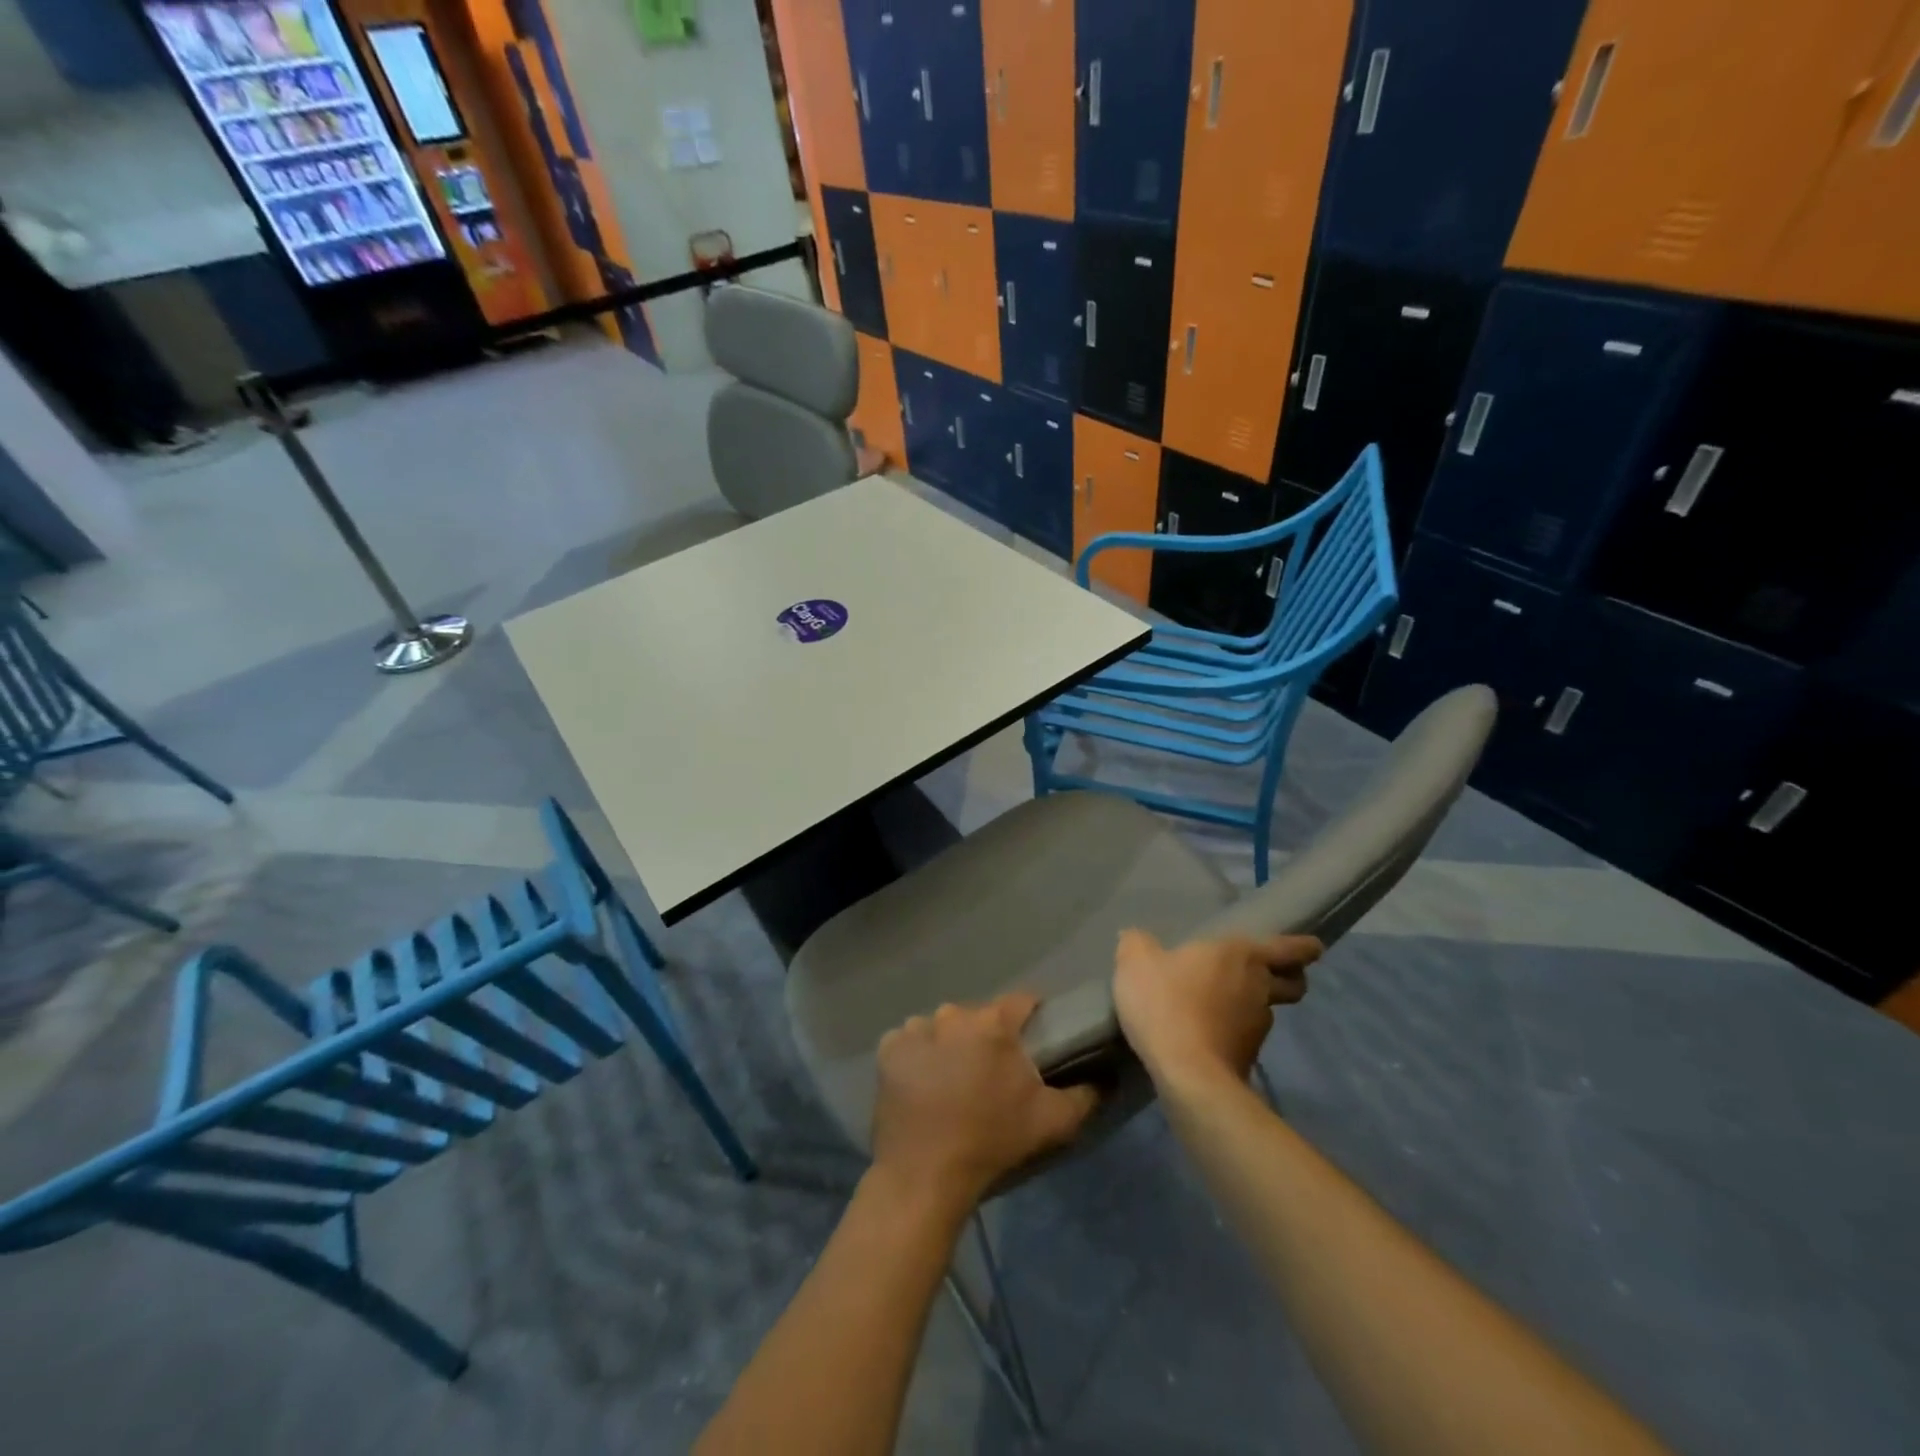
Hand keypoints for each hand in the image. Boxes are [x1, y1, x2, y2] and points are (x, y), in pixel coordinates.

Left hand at [871, 994, 1099, 1213]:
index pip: (1022, 1001)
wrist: (925, 1175)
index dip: (1032, 1015)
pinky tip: (923, 1083)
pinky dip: (918, 1055)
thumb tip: (1103, 1078)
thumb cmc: (991, 1141)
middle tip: (992, 1072)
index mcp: (993, 1023)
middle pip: (979, 1015)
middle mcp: (953, 1014)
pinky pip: (911, 1041)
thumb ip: (1084, 1095)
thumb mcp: (1051, 1122)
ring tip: (953, 1081)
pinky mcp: (889, 1048)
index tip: (1036, 1037)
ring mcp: (916, 1028)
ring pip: (943, 1026)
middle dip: (988, 1036)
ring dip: (950, 1044)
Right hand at [1113, 930, 1321, 1087]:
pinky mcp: (1248, 1057)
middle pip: (1293, 983)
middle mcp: (1259, 987)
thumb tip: (1136, 937)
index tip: (1313, 948)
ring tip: (1223, 1007)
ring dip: (1254, 1007)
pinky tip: (1208, 1033)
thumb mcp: (1135, 962)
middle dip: (1289, 978)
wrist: (1186, 1073)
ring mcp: (1258, 1026)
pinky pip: (1246, 1037)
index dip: (1305, 947)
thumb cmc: (1166, 1003)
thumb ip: (1137, 943)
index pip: (1291, 948)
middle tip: (1269, 975)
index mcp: (1242, 955)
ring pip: (1268, 1011)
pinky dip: (1234, 1033)